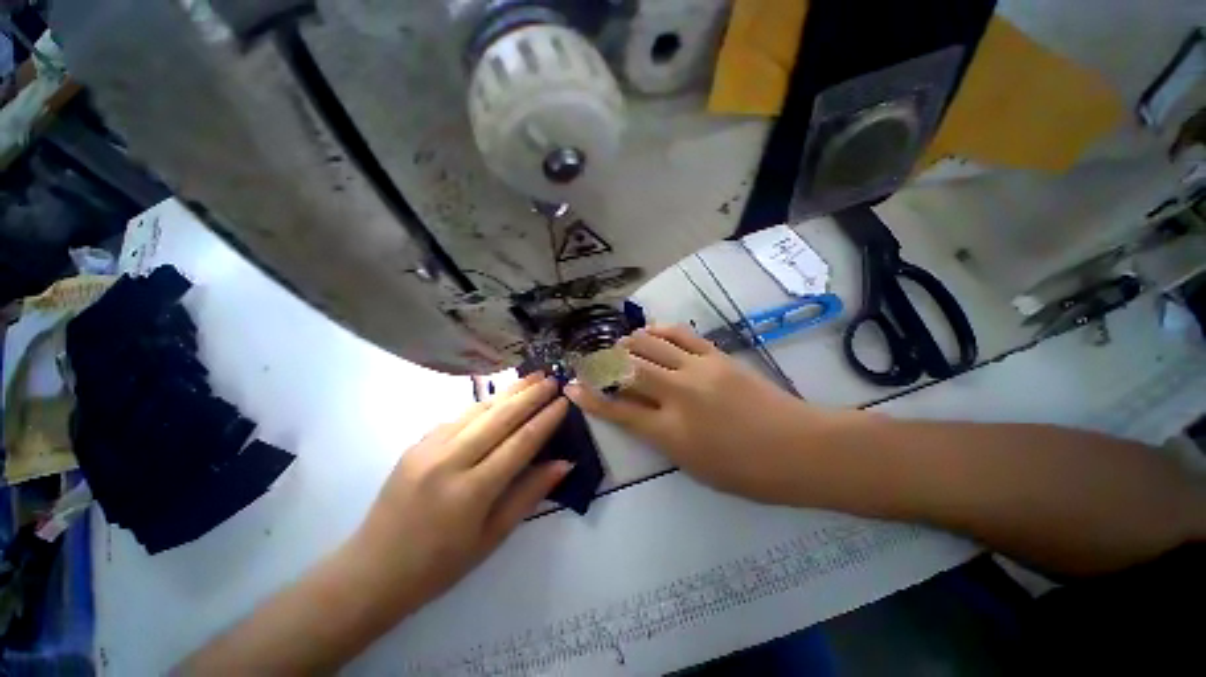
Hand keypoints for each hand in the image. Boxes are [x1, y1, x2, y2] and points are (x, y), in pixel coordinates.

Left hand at [349, 374, 570, 612]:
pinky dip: (485, 403)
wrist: (372, 571)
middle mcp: (449, 461)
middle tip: (553, 379)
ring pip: (479, 409)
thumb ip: (530, 494)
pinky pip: (459, 416)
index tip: (565, 401)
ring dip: (510, 391)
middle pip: (500, 417)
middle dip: (531, 395)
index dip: (546, 419)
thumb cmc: (440, 565)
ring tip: (533, 377)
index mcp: (471, 491)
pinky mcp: (416, 443)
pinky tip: (500, 396)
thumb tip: (564, 462)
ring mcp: (428, 448)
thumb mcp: (493, 537)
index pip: (520, 442)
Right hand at [566, 325, 829, 503]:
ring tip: (619, 346)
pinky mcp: (716, 356)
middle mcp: (677, 395)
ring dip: (627, 344)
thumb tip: (637, 413)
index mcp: (670, 432)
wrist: (799, 448)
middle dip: (602, 364)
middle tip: (591, 362)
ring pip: (649, 345)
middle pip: (627, 370)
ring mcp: (697, 370)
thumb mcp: (693, 466)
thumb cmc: (747, 472)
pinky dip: (658, 330)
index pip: (617, 409)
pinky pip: (680, 334)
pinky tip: (649, 331)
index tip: (571, 387)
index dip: (589, 398)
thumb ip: (660, 437)